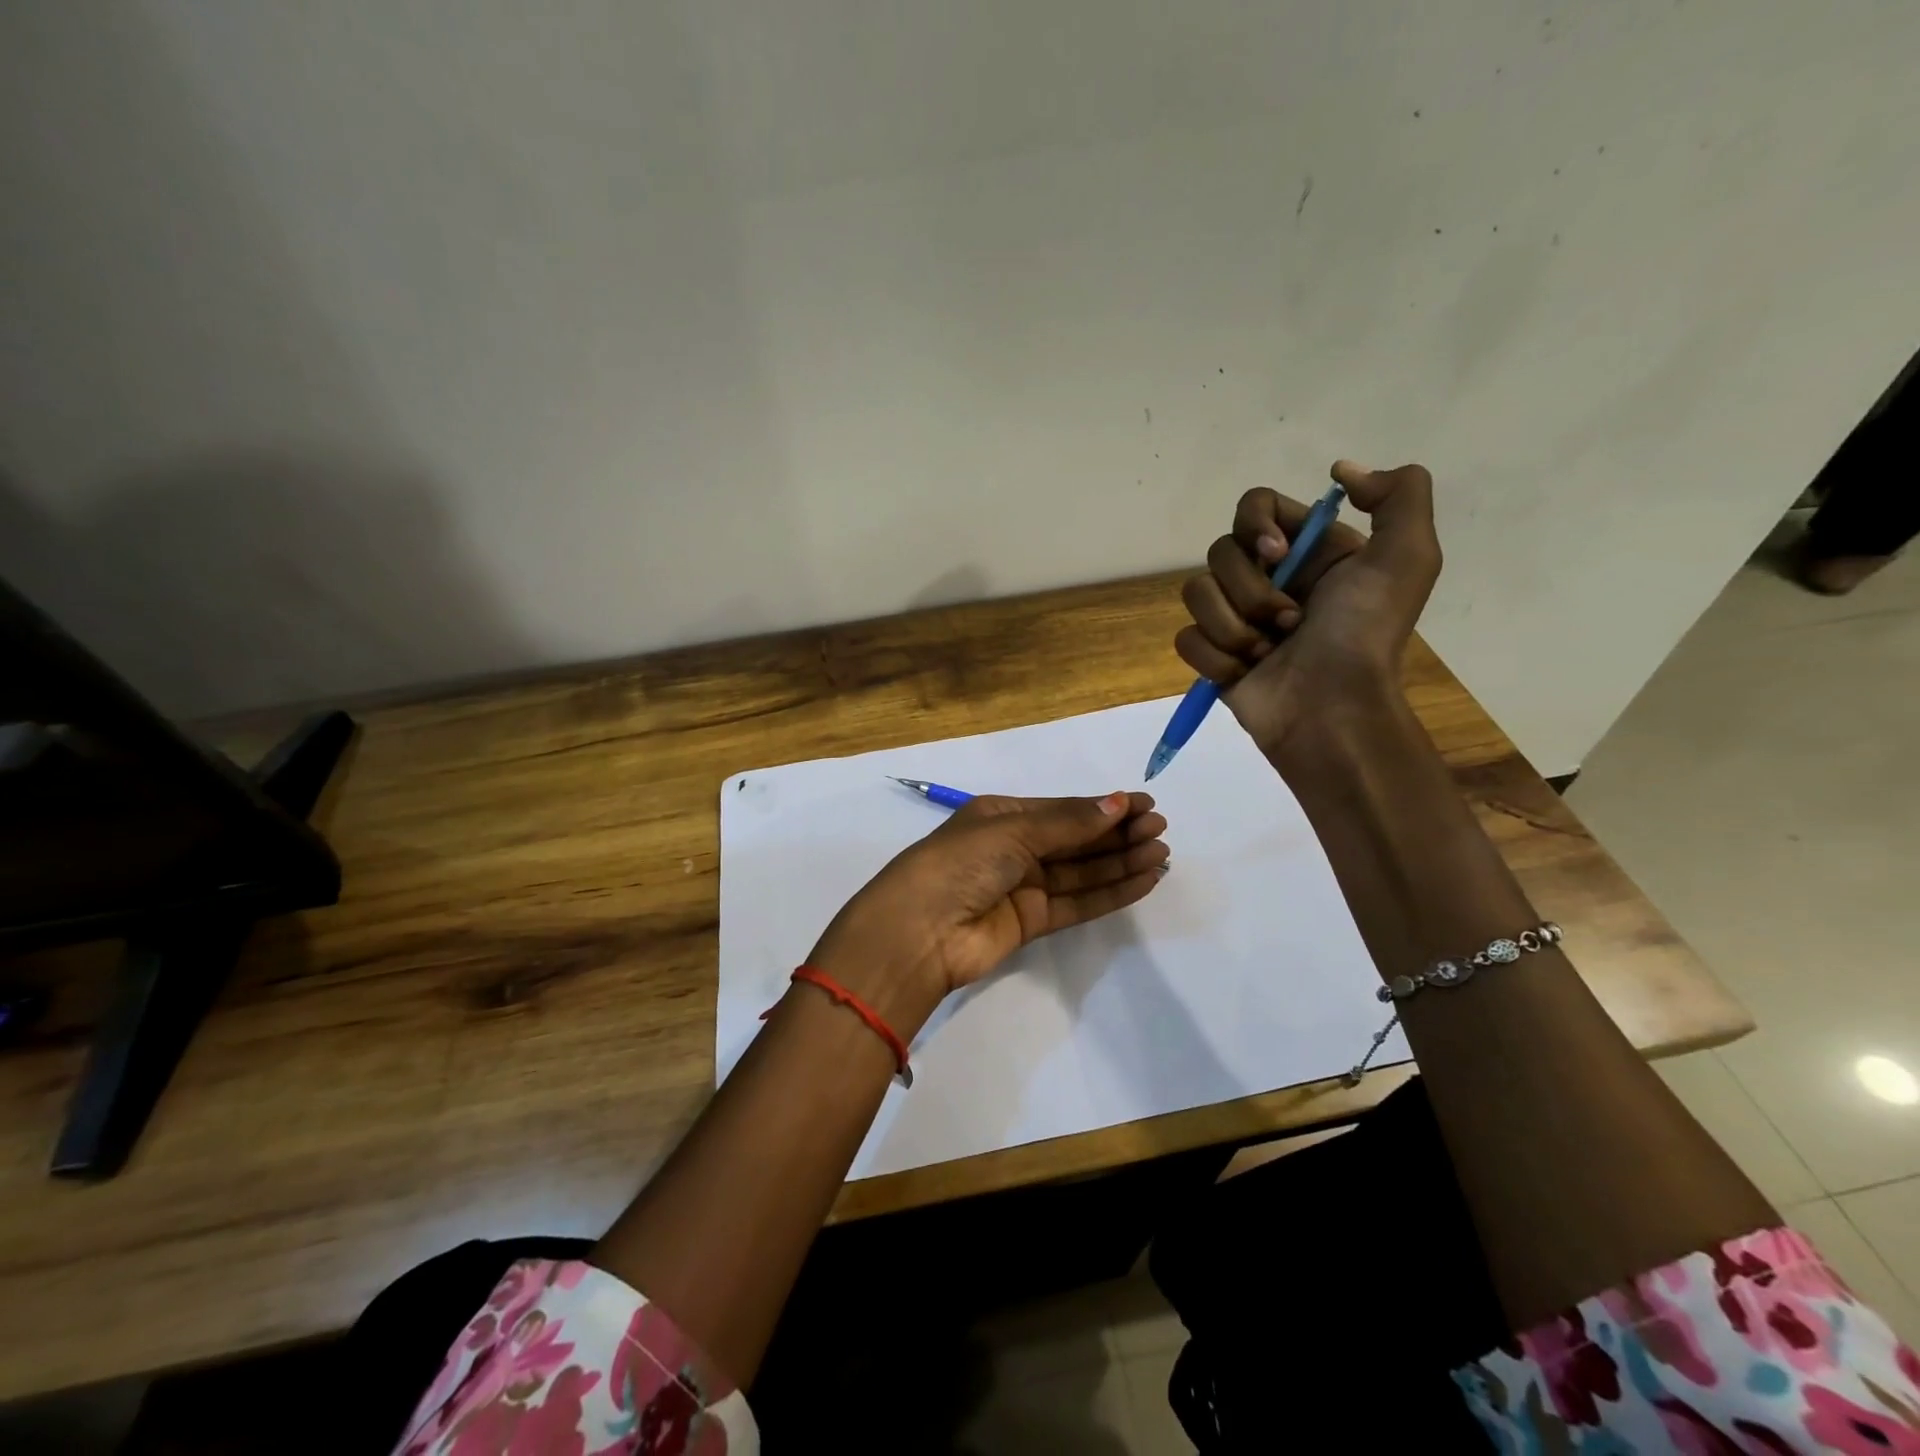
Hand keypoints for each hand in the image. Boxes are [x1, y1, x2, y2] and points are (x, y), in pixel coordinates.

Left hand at [806, 792, 1168, 1034]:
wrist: (920, 931)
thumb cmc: (960, 863)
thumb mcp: (1013, 831)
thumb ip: (1068, 823)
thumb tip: (1118, 804)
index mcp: (1002, 816)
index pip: (1062, 809)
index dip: (1103, 807)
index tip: (1145, 805)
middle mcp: (1013, 848)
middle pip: (1075, 840)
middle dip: (1117, 834)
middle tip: (1160, 829)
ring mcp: (1022, 887)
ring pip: (1080, 872)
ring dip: (1120, 862)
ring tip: (1160, 853)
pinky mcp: (1030, 922)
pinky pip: (1077, 903)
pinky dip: (1109, 892)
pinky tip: (1142, 881)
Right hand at [1175, 459, 1439, 757]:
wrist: (1331, 710)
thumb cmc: (1364, 635)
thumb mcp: (1407, 558)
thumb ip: (1399, 495)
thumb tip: (1340, 471)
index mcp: (1306, 551)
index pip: (1254, 507)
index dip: (1255, 526)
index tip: (1277, 556)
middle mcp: (1267, 578)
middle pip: (1219, 552)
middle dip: (1250, 590)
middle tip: (1289, 622)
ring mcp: (1235, 618)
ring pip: (1195, 593)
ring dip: (1234, 628)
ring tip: (1267, 653)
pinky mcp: (1212, 655)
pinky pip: (1185, 638)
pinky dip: (1215, 658)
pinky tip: (1243, 673)